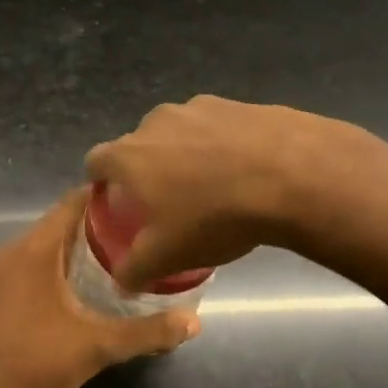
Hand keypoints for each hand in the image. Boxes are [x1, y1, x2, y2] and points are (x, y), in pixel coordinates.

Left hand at [0, 188, 198, 387]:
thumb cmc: (35, 363)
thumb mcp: (98, 347)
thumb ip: (147, 332)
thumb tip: (194, 322)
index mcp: (34, 249)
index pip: (73, 202)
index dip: (107, 198)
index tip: (140, 203)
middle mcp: (11, 250)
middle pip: (60, 222)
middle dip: (97, 225)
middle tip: (137, 234)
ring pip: (43, 244)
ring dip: (75, 247)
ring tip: (116, 257)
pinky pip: (28, 263)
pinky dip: (54, 264)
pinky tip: (78, 286)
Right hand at [85, 96, 364, 289]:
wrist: (291, 175)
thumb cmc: (214, 216)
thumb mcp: (167, 256)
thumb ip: (134, 270)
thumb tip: (121, 283)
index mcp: (129, 154)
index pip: (95, 161)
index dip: (100, 183)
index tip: (116, 203)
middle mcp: (156, 121)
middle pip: (139, 146)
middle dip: (147, 170)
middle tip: (168, 202)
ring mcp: (199, 106)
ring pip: (180, 133)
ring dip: (186, 155)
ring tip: (212, 187)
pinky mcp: (238, 104)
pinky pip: (218, 127)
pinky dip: (222, 145)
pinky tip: (246, 171)